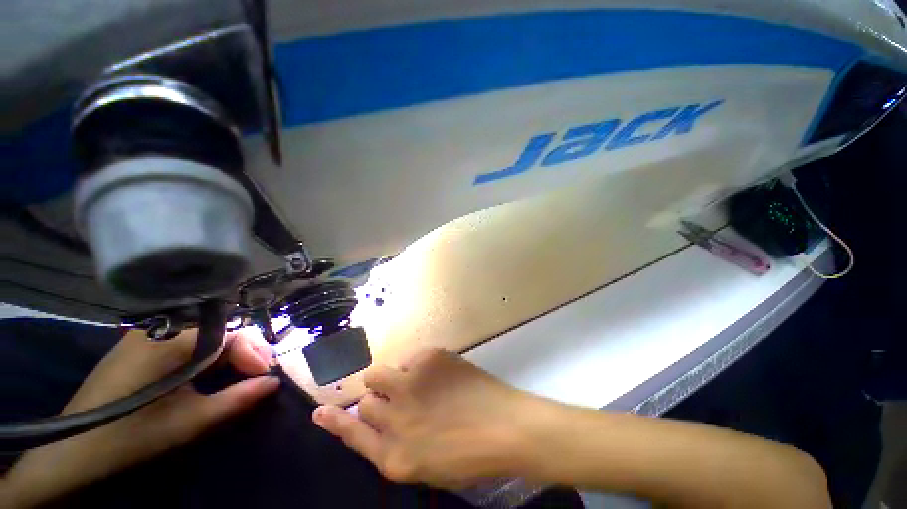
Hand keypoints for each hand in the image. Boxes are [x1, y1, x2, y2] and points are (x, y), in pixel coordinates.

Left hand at [2, 328, 279, 507]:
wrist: (75, 446)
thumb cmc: (133, 435)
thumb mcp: (190, 422)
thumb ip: (237, 398)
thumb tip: (274, 382)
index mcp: (173, 339)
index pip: (232, 333)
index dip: (254, 352)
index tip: (266, 374)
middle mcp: (162, 326)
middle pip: (220, 330)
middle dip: (243, 352)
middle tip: (255, 376)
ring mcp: (149, 332)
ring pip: (205, 334)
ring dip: (226, 353)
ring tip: (237, 375)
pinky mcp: (141, 342)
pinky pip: (186, 339)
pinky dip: (205, 353)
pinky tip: (207, 371)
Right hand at [312, 348, 537, 488]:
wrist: (505, 426)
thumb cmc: (469, 454)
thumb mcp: (424, 465)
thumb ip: (394, 446)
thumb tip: (375, 422)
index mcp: (395, 456)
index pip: (353, 435)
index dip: (335, 422)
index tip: (320, 411)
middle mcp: (396, 418)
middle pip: (366, 399)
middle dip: (378, 398)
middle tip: (400, 397)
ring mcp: (411, 383)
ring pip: (379, 373)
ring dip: (392, 378)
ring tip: (418, 383)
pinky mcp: (429, 358)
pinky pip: (410, 357)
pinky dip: (418, 366)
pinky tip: (440, 375)